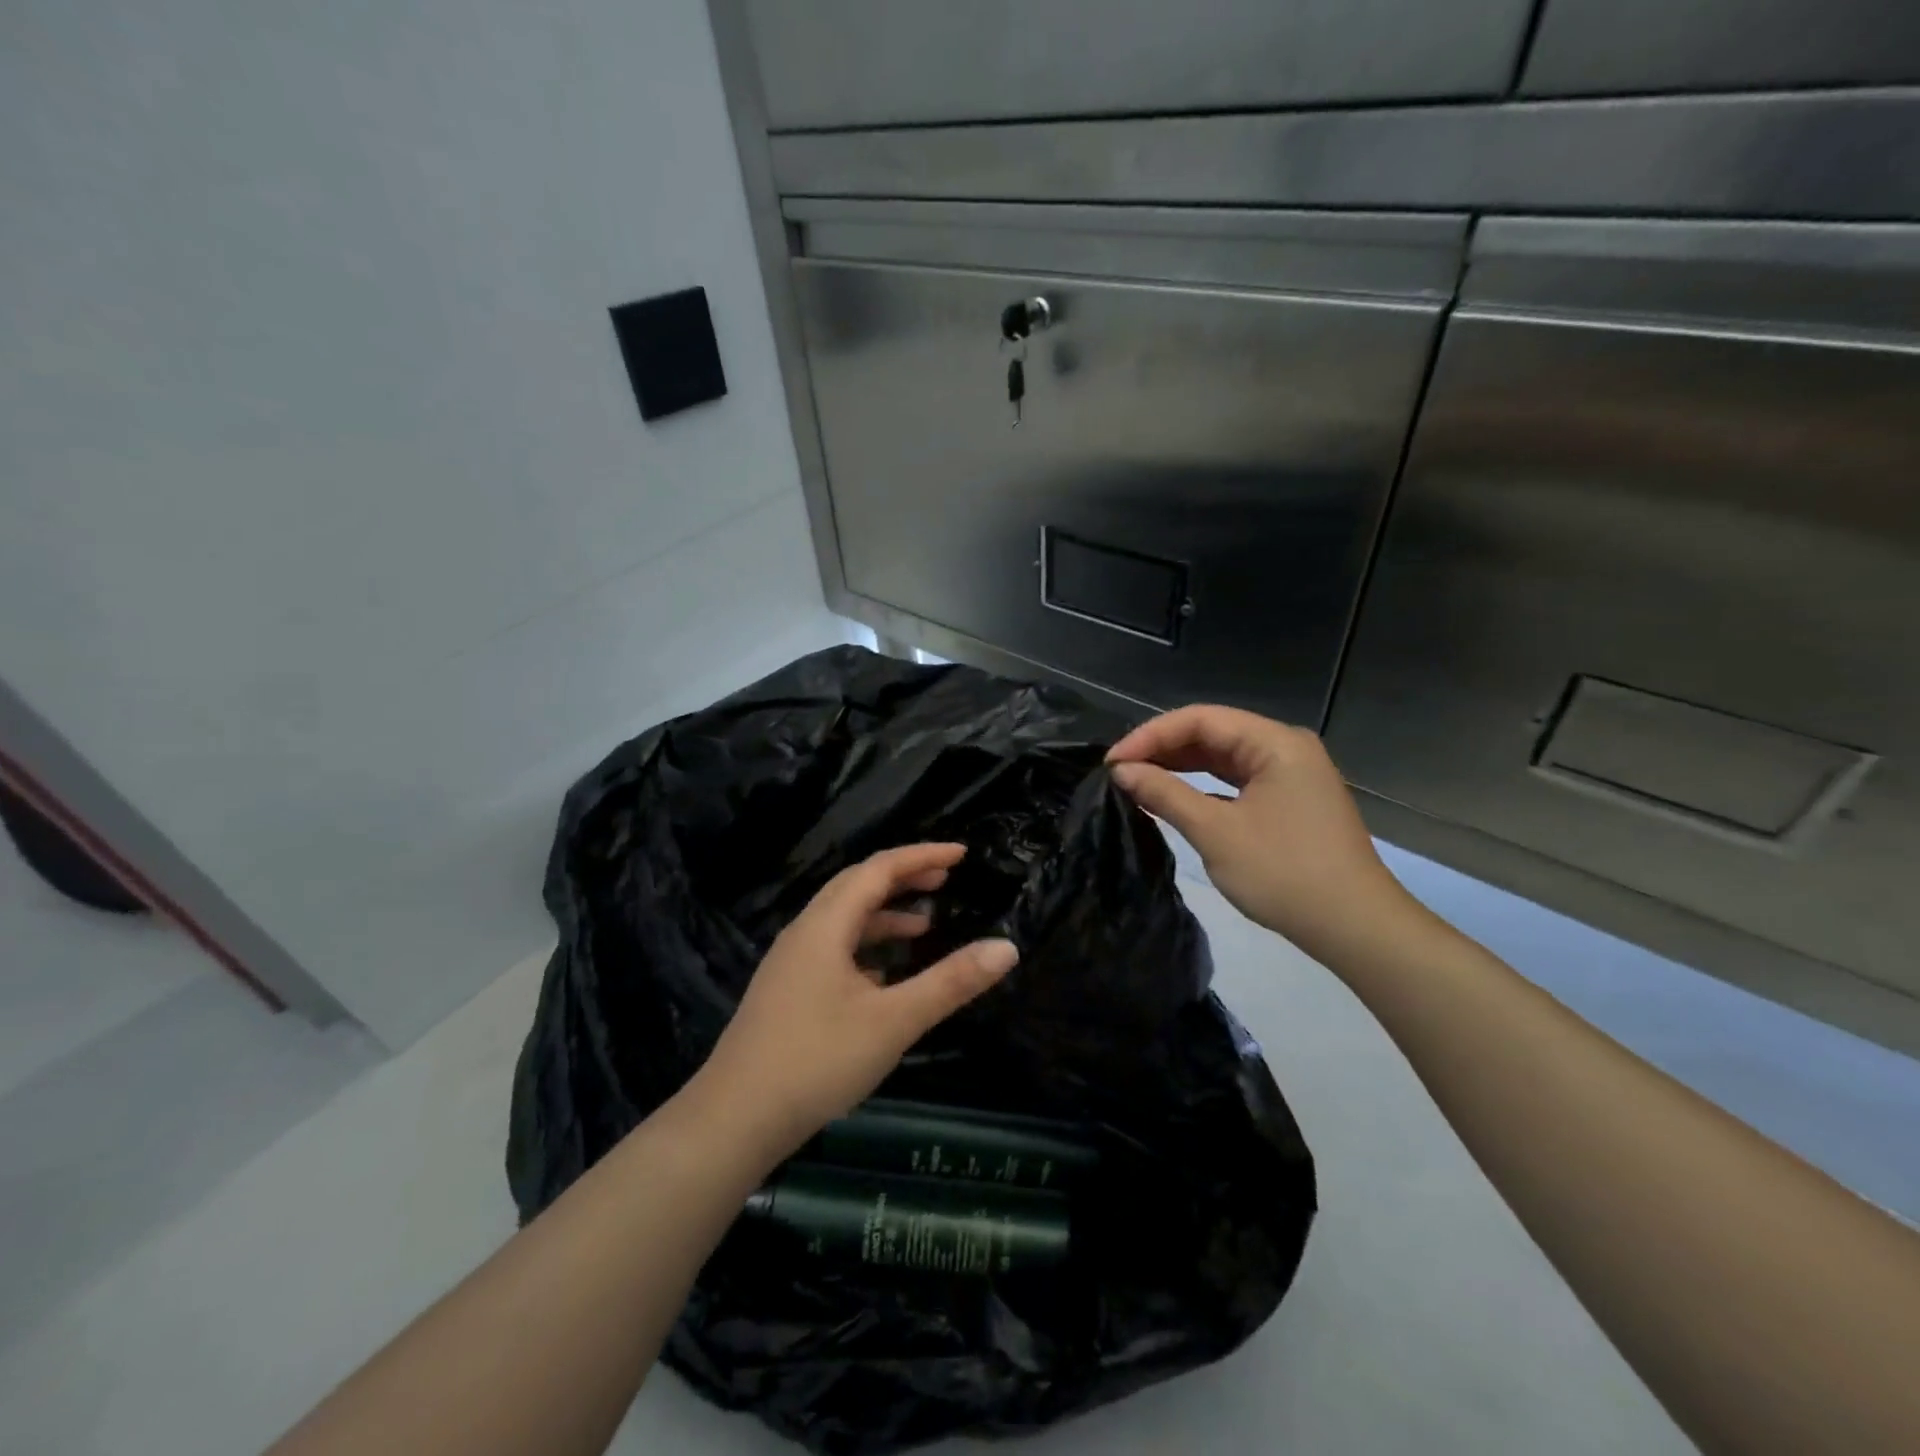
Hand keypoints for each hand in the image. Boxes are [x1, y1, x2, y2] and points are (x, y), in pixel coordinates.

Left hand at [688, 843, 1018, 1163]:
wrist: (733, 1119)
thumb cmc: (817, 1060)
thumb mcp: (894, 1020)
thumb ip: (950, 982)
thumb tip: (1007, 948)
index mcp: (826, 925)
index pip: (879, 869)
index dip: (921, 856)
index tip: (961, 854)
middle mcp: (805, 932)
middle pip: (857, 886)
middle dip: (902, 877)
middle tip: (945, 880)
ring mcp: (791, 963)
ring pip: (843, 919)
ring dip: (884, 914)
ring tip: (924, 925)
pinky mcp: (786, 991)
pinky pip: (833, 949)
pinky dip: (865, 946)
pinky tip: (884, 976)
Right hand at [1106, 705, 1414, 962]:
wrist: (1355, 928)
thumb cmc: (1285, 874)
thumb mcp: (1216, 832)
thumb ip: (1165, 794)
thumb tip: (1122, 771)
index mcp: (1275, 742)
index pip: (1200, 719)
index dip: (1150, 735)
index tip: (1112, 763)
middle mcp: (1285, 748)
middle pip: (1213, 732)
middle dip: (1163, 748)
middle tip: (1119, 772)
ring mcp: (1290, 774)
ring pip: (1223, 757)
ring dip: (1180, 766)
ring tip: (1136, 780)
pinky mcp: (1289, 801)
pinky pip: (1236, 780)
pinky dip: (1203, 786)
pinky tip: (1173, 797)